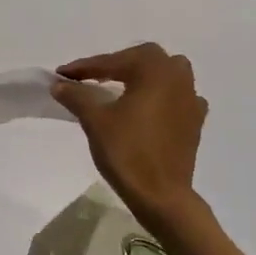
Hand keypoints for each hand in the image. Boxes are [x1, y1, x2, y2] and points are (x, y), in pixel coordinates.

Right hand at [52, 43, 207, 228]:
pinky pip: (178, 96)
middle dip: (116, 64)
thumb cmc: (127, 152)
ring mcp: (191, 98)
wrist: (162, 195)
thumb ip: (77, 96)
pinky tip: (149, 107)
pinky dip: (162, 95)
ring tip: (121, 86)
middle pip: (144, 59)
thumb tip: (60, 84)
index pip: (113, 62)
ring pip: (166, 73)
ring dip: (143, 75)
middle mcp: (177, 77)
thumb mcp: (95, 120)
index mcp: (154, 70)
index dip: (84, 67)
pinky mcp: (195, 120)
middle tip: (91, 77)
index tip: (61, 74)